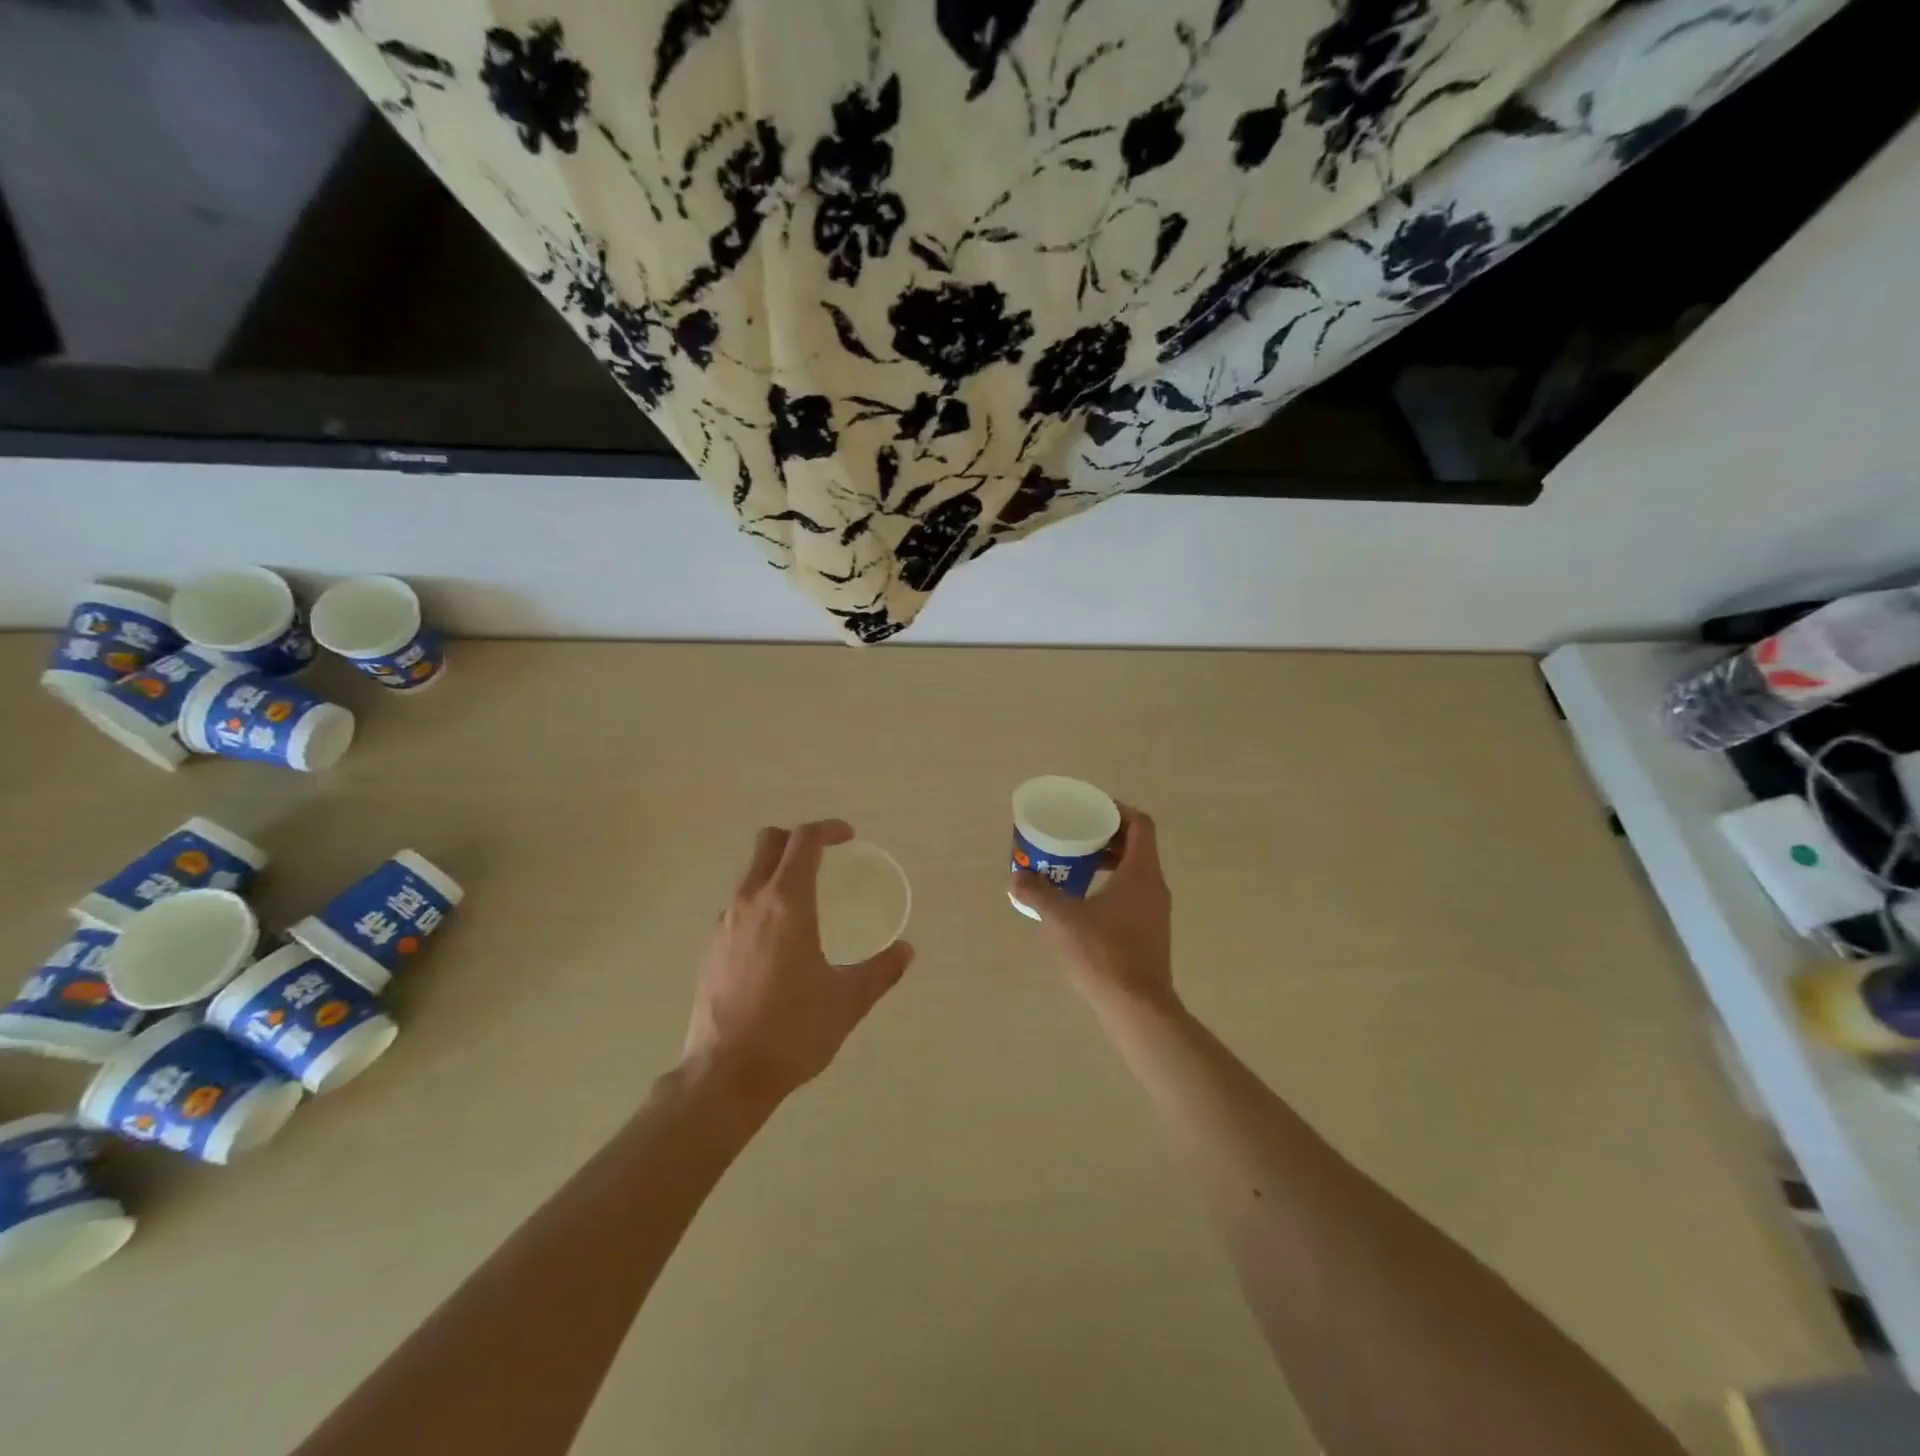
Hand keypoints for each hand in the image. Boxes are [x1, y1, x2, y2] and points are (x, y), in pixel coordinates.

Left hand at [684, 820, 913, 1104]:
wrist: (724, 1076)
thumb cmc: (792, 1031)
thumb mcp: (847, 1002)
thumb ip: (880, 971)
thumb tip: (906, 951)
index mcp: (787, 904)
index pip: (803, 841)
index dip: (828, 830)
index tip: (849, 838)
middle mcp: (750, 902)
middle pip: (768, 842)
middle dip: (797, 838)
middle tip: (825, 858)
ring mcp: (724, 924)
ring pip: (750, 873)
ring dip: (777, 869)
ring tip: (805, 900)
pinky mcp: (710, 948)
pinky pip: (738, 904)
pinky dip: (761, 901)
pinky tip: (778, 939)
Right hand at [1009, 805, 1175, 1015]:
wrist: (1137, 1008)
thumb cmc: (1103, 954)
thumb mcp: (1062, 919)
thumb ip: (1037, 893)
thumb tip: (1016, 878)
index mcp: (1141, 873)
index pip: (1140, 824)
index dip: (1118, 811)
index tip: (1091, 811)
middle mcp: (1154, 887)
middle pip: (1137, 846)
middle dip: (1106, 837)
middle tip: (1075, 837)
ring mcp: (1156, 912)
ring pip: (1135, 872)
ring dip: (1108, 864)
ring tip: (1074, 867)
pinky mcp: (1150, 933)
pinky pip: (1132, 895)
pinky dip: (1111, 887)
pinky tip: (1083, 904)